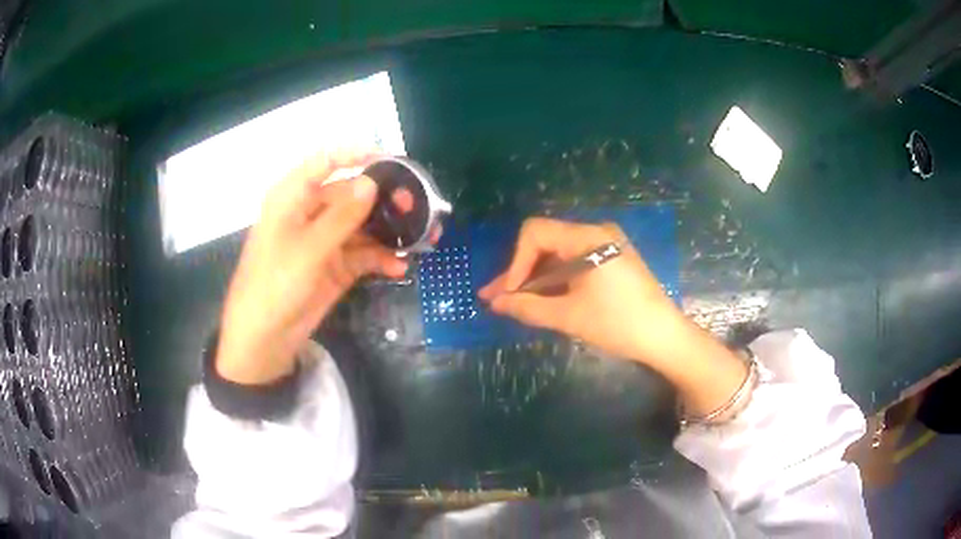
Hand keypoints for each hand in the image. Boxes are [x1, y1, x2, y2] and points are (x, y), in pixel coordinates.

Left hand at [216, 150, 412, 383]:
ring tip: (422, 237)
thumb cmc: (275, 284)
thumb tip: (372, 183)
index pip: (325, 161)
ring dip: (389, 232)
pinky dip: (381, 259)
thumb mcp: (308, 248)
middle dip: (384, 200)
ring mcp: (325, 240)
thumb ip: (342, 216)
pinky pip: (364, 255)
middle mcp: (310, 212)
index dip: (356, 154)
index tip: (391, 160)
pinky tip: (399, 266)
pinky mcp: (336, 266)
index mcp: (294, 196)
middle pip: (352, 194)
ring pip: (363, 225)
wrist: (264, 338)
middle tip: (418, 207)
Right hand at [478, 217, 691, 366]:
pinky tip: (540, 297)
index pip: (536, 233)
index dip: (515, 262)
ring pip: (558, 254)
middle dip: (520, 272)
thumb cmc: (619, 324)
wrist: (664, 336)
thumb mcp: (569, 316)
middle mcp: (596, 233)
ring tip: (511, 301)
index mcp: (588, 238)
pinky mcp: (611, 260)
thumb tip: (495, 303)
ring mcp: (606, 245)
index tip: (508, 293)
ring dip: (535, 277)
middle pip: (545, 242)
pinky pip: (574, 262)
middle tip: (496, 298)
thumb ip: (528, 307)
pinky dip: (555, 279)